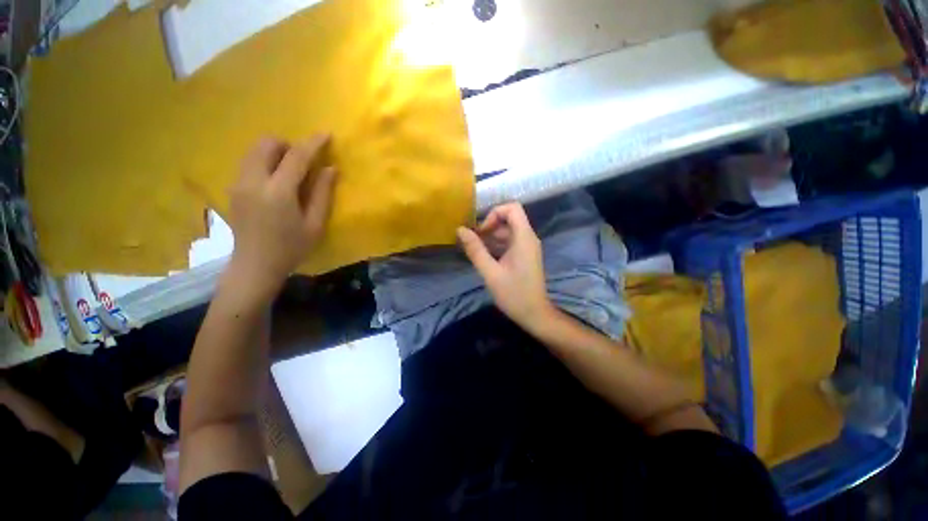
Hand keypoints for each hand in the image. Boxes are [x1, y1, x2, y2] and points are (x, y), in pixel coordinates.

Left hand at [226, 135, 336, 299]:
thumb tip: (330, 168)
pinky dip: (265, 161)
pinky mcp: (233, 188)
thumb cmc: (291, 248)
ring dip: (275, 152)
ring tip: (290, 171)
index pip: (296, 157)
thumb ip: (323, 194)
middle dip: (288, 145)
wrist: (255, 265)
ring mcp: (238, 184)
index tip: (326, 134)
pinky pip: (248, 162)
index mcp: (277, 192)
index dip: (312, 143)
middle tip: (303, 162)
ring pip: (254, 150)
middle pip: (266, 144)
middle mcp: (253, 181)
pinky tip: (276, 181)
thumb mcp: (315, 224)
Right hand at [457, 202, 553, 329]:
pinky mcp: (524, 255)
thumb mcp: (490, 272)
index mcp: (524, 238)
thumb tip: (460, 230)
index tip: (482, 231)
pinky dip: (496, 244)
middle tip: (473, 242)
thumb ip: (475, 250)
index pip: (512, 208)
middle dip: (489, 226)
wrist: (534, 314)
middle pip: (508, 218)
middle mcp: (528, 238)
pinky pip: (509, 241)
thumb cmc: (514, 294)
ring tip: (475, 249)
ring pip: (508, 231)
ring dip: (491, 236)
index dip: (494, 214)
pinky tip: (484, 256)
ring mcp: (527, 247)